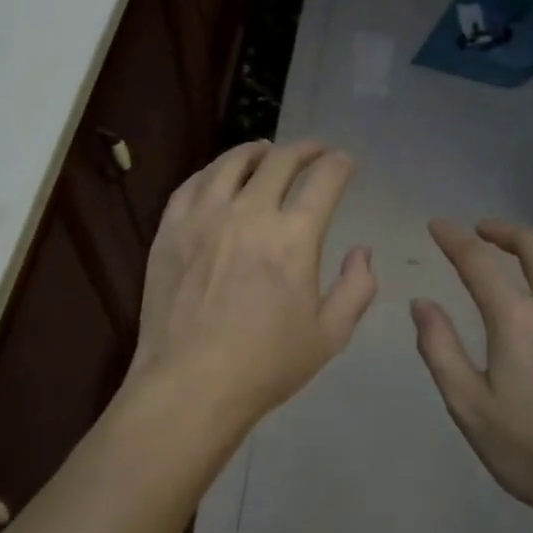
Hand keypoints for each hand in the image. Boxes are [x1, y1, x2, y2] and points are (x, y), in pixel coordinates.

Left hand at [130, 140, 376, 430]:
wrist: (190, 383)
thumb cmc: (265, 365)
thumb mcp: (329, 336)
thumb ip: (356, 288)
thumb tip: (362, 252)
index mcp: (293, 237)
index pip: (324, 180)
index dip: (339, 165)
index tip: (344, 162)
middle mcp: (249, 213)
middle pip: (280, 161)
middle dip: (305, 150)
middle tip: (314, 151)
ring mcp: (204, 216)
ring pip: (232, 163)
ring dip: (256, 151)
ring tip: (266, 151)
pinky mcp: (170, 227)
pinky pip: (193, 183)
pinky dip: (212, 171)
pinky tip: (219, 175)